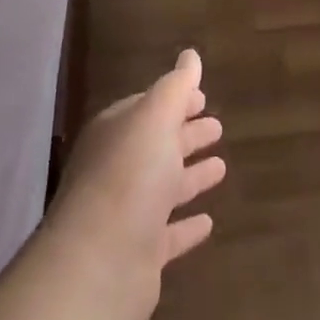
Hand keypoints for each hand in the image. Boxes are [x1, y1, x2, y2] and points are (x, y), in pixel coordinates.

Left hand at [48, 49, 225, 319]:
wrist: (98, 265)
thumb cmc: (129, 177)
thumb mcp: (155, 118)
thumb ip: (175, 86)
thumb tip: (190, 55)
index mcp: (116, 134)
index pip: (147, 109)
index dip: (175, 100)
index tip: (203, 96)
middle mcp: (117, 170)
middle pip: (157, 146)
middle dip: (185, 134)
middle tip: (218, 127)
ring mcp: (126, 214)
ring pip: (164, 188)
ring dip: (190, 177)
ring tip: (221, 166)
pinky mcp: (138, 255)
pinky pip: (168, 234)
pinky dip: (186, 225)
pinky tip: (208, 222)